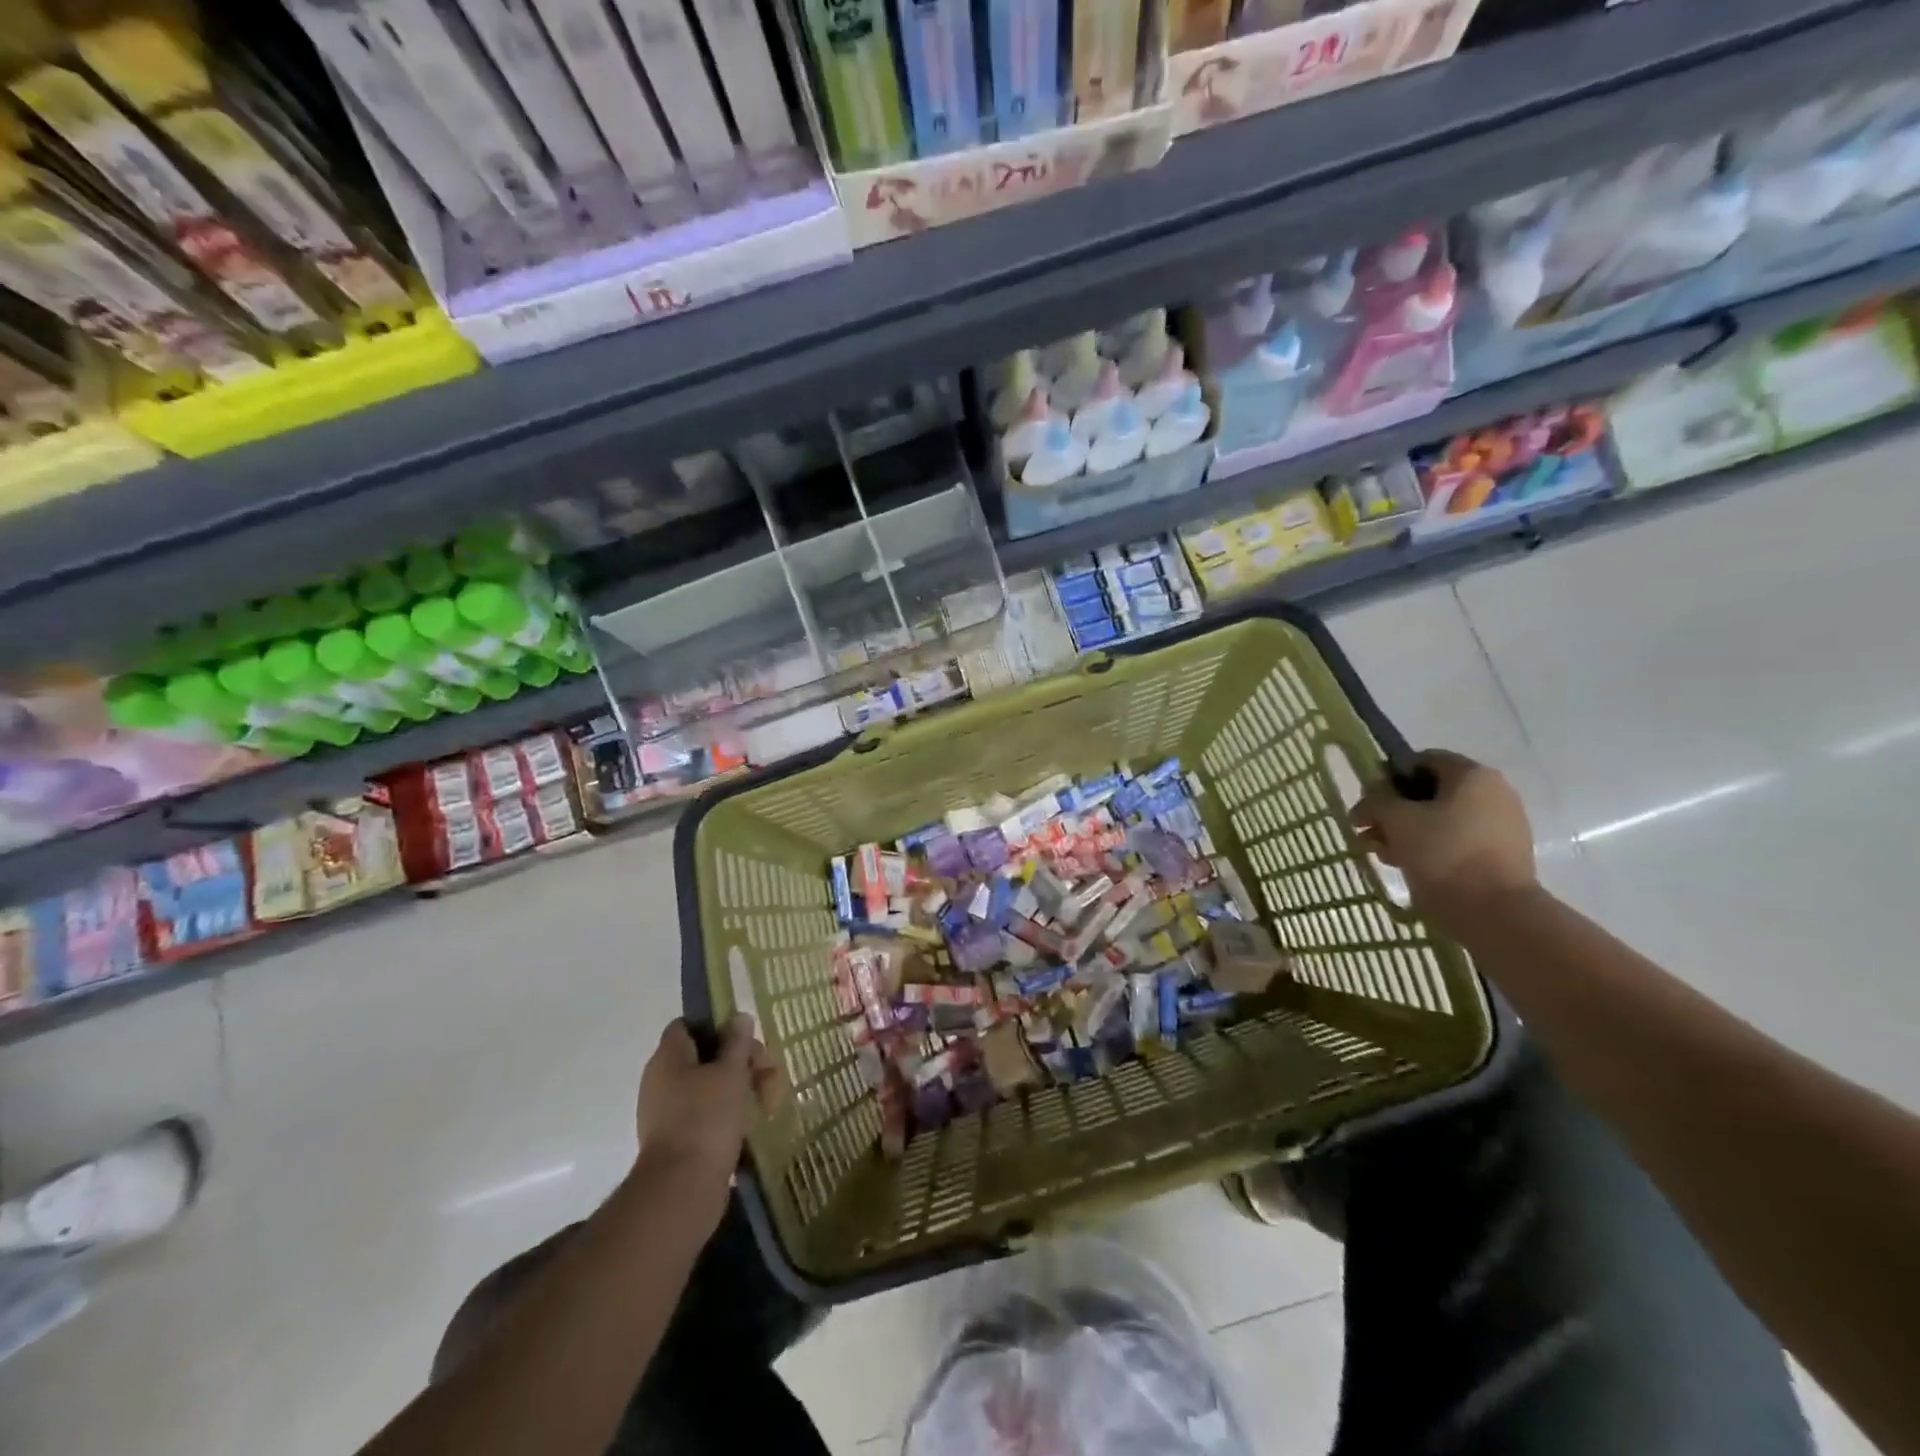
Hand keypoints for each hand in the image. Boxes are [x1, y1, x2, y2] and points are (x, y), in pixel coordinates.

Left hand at [636, 1016, 780, 1184]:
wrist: (682, 1189)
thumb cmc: (706, 1119)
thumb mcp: (730, 1072)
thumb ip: (737, 1043)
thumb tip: (739, 1017)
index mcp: (668, 1058)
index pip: (687, 1025)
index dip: (716, 1024)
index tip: (744, 1037)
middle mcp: (661, 1081)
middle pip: (704, 1056)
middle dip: (739, 1060)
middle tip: (767, 1072)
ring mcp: (667, 1112)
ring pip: (708, 1086)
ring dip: (739, 1088)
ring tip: (768, 1100)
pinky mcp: (678, 1139)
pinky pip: (705, 1114)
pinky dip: (728, 1113)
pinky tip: (752, 1122)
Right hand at [1352, 751, 1537, 926]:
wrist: (1495, 913)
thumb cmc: (1443, 854)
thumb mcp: (1396, 820)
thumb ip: (1378, 798)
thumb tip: (1374, 791)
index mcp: (1472, 775)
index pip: (1422, 760)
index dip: (1388, 778)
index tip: (1368, 802)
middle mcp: (1493, 793)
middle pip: (1430, 793)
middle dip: (1392, 811)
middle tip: (1366, 832)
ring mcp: (1502, 825)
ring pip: (1441, 819)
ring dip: (1405, 832)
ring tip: (1381, 854)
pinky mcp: (1503, 855)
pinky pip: (1457, 841)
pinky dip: (1430, 848)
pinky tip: (1405, 865)